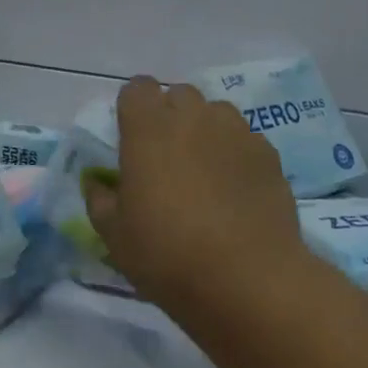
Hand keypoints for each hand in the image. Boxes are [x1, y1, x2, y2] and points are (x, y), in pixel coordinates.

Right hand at [81, 77, 306, 317]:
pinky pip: (245, 138)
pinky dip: (235, 152)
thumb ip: (100, 199)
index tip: (131, 136)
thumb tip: (98, 183)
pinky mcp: (268, 154)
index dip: (133, 107)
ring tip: (203, 168)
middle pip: (178, 94)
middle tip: (165, 155)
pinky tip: (234, 187)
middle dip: (169, 114)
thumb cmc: (167, 254)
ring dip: (205, 129)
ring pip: (216, 112)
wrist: (248, 280)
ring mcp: (236, 132)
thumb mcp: (114, 235)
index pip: (137, 88)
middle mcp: (192, 118)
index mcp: (147, 129)